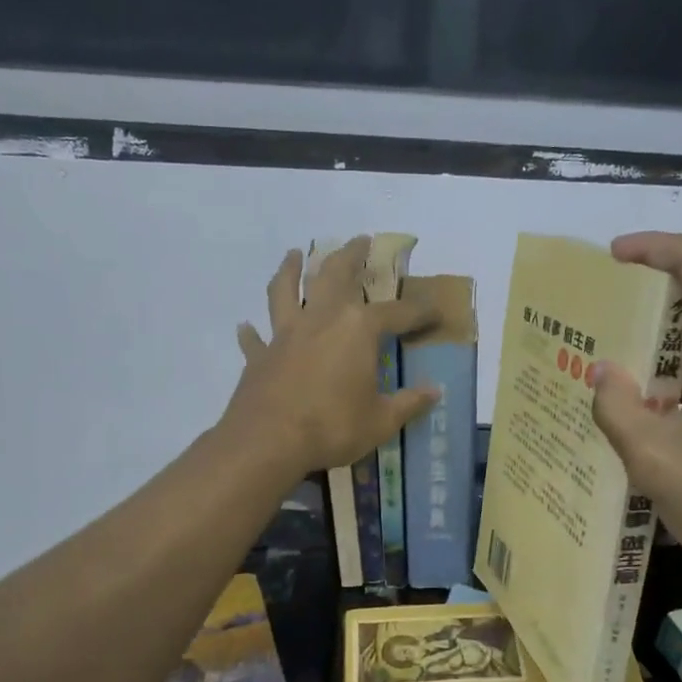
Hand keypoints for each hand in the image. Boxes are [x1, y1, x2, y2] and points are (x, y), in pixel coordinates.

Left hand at [224, 237, 440, 474]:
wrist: (268, 441)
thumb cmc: (333, 427)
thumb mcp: (381, 421)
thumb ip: (409, 403)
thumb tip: (434, 391)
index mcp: (357, 330)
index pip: (397, 313)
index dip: (419, 311)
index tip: (435, 310)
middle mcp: (321, 320)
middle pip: (334, 275)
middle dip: (350, 255)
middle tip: (359, 240)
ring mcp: (285, 335)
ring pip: (285, 290)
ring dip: (291, 269)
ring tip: (295, 254)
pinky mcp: (260, 356)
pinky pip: (255, 339)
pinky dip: (251, 332)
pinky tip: (246, 326)